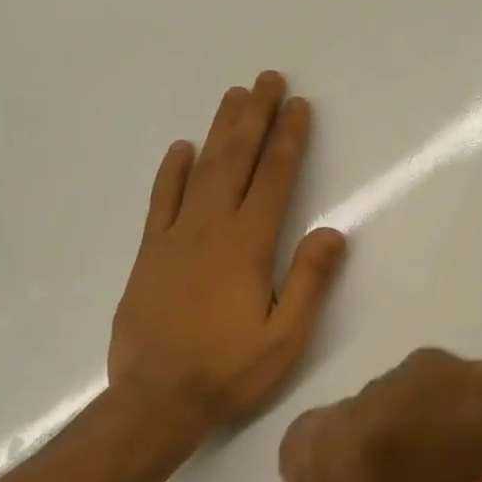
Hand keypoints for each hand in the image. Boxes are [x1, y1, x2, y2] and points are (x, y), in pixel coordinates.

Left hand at [109, 71, 346, 436]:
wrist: (155, 401)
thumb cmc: (229, 371)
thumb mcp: (286, 337)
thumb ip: (309, 281)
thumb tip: (332, 231)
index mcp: (248, 246)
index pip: (275, 179)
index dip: (289, 140)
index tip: (299, 106)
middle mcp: (211, 229)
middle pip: (237, 160)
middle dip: (255, 117)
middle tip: (267, 80)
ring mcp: (174, 237)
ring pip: (201, 170)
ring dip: (219, 130)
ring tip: (235, 96)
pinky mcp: (149, 253)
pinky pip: (161, 201)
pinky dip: (172, 172)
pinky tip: (181, 148)